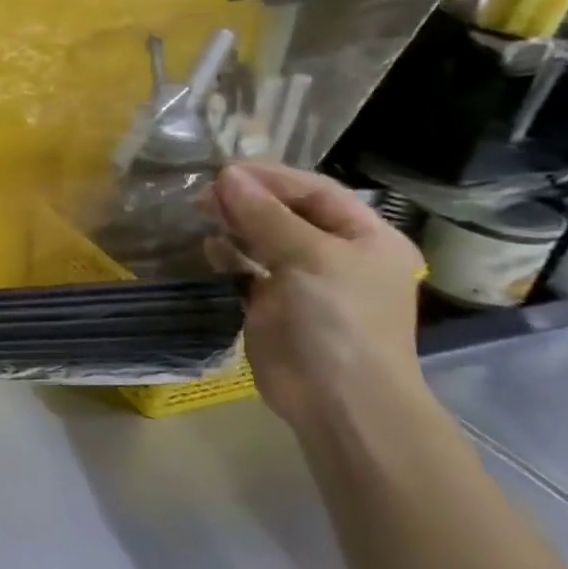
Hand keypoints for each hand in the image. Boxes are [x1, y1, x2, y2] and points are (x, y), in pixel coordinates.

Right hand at [210, 163, 426, 433]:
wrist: (337, 398)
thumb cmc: (338, 319)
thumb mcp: (308, 257)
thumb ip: (265, 215)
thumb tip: (226, 176)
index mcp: (366, 238)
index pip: (315, 192)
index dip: (272, 178)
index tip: (225, 171)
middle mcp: (336, 255)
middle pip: (288, 214)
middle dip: (248, 200)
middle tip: (205, 192)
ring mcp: (304, 282)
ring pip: (264, 240)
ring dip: (235, 224)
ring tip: (202, 211)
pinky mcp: (273, 306)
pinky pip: (247, 270)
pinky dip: (228, 256)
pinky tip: (209, 246)